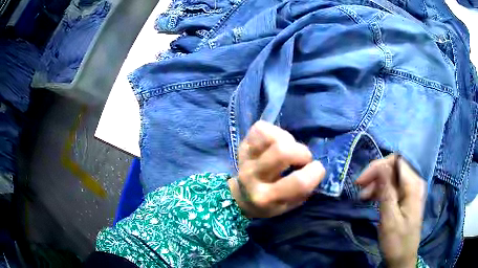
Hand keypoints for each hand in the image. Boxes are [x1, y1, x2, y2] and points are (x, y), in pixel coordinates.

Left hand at [228, 121, 324, 217]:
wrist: (242, 197)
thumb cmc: (271, 203)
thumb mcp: (290, 205)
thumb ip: (304, 189)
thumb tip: (315, 168)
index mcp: (267, 198)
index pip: (299, 182)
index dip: (316, 172)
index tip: (317, 170)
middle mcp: (253, 178)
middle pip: (283, 152)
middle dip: (302, 153)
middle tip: (302, 159)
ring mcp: (245, 159)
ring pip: (271, 136)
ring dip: (288, 140)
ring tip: (289, 149)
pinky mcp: (242, 145)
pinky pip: (260, 128)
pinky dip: (274, 131)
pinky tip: (276, 142)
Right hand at [356, 155, 425, 267]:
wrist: (402, 258)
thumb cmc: (397, 241)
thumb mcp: (390, 219)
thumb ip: (387, 191)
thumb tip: (380, 166)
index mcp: (413, 185)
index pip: (397, 161)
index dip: (378, 166)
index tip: (362, 180)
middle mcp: (414, 183)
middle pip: (394, 167)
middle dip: (376, 175)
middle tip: (359, 188)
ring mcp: (410, 190)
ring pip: (392, 177)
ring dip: (376, 183)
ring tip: (363, 196)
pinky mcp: (405, 198)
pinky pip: (392, 187)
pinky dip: (380, 190)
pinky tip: (371, 198)